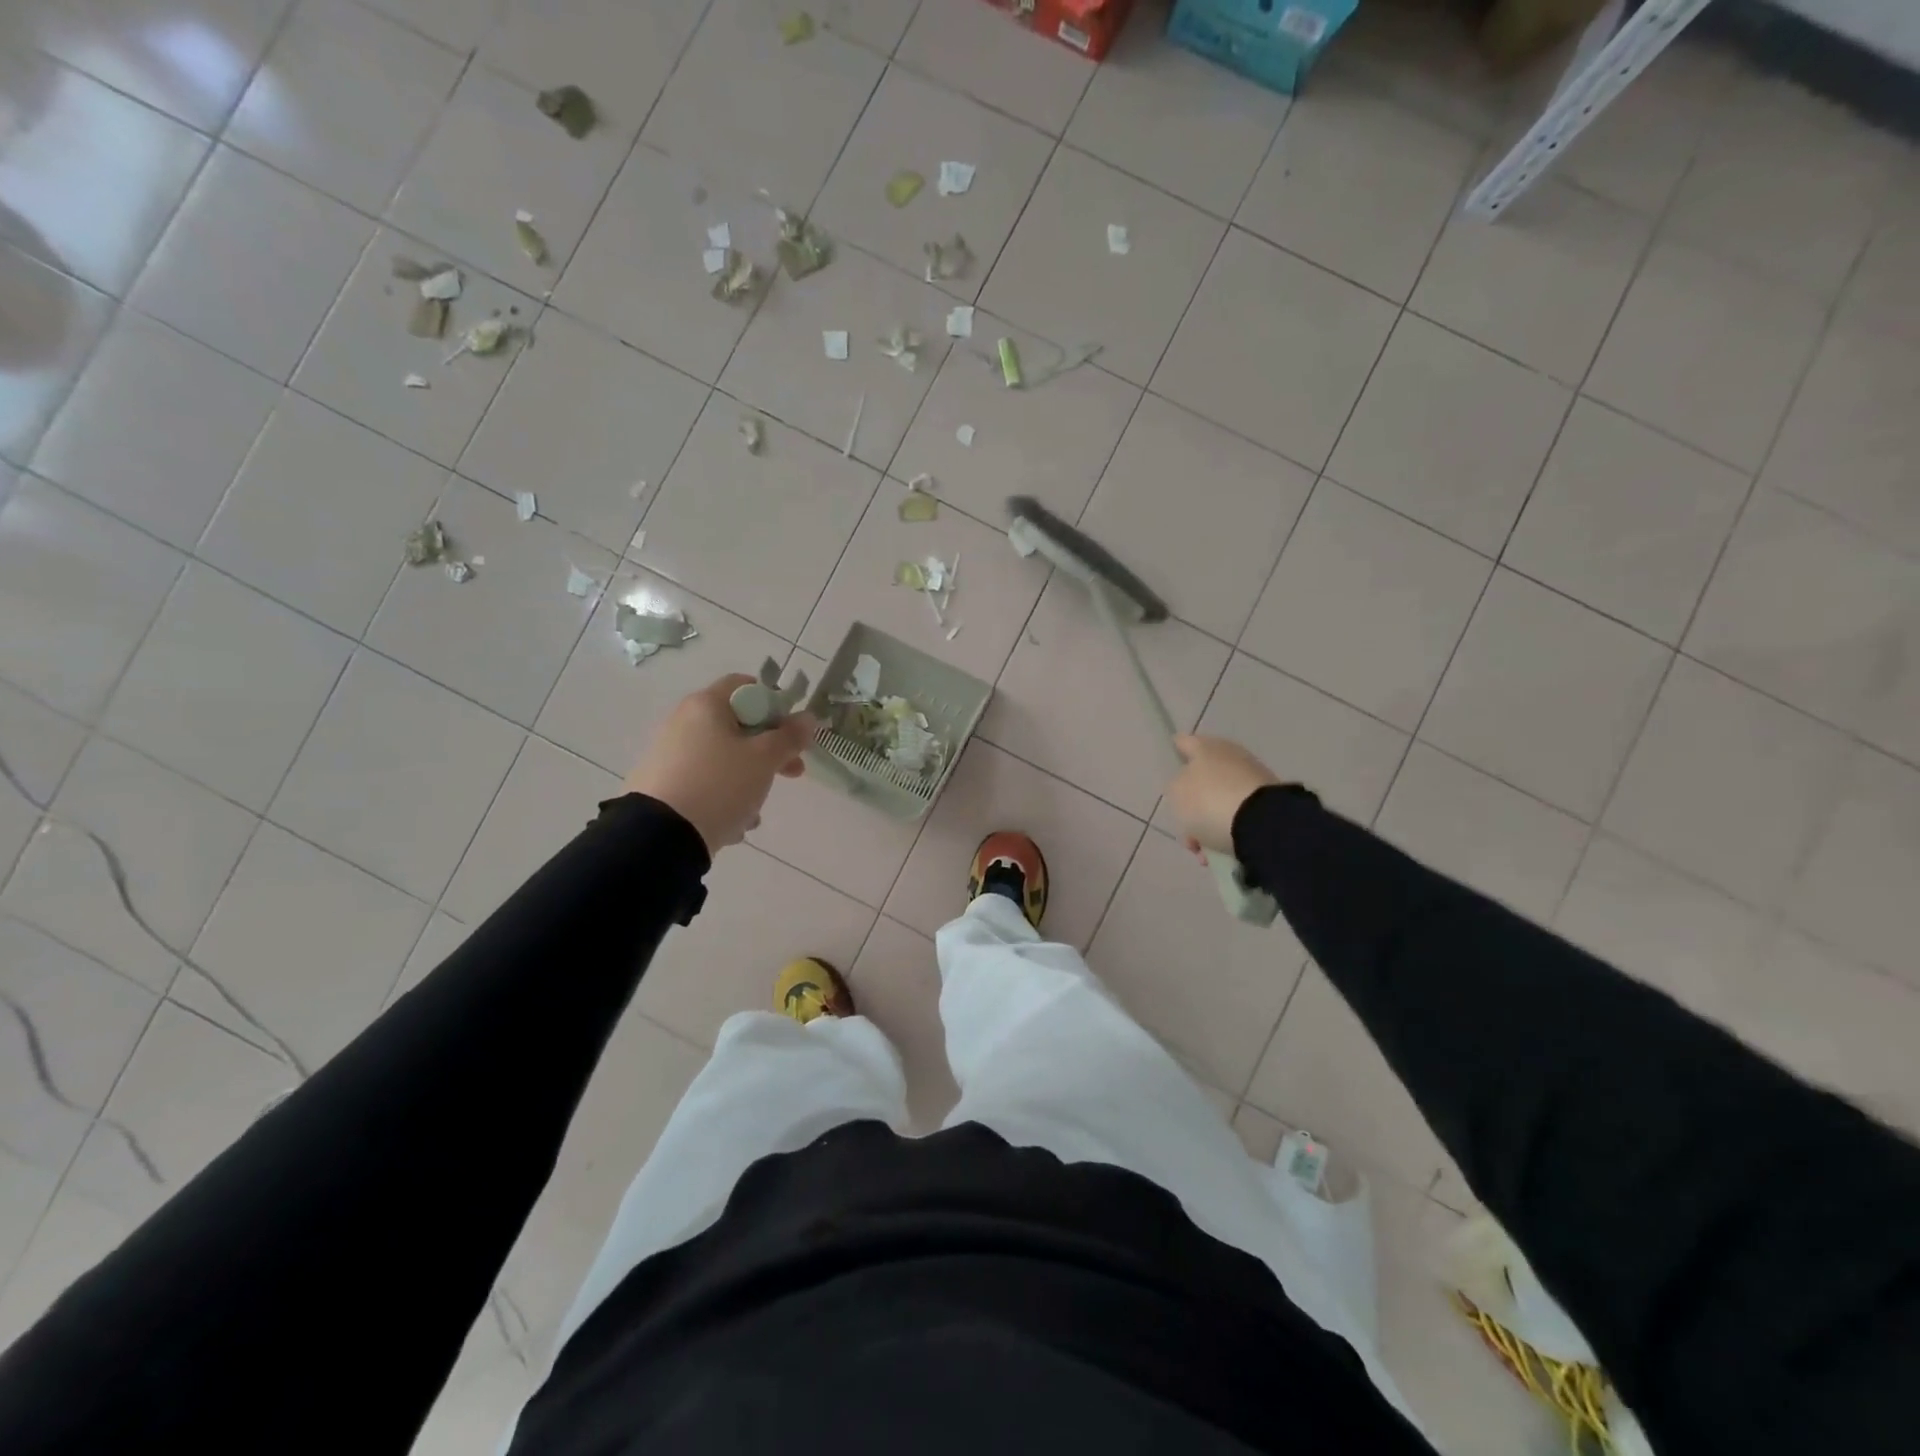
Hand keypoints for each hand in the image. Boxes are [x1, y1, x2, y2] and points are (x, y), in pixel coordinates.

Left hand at [624, 676, 816, 854]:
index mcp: (706, 705)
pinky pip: (705, 784)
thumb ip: (790, 737)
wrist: (659, 837)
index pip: (746, 686)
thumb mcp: (764, 760)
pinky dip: (724, 799)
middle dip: (770, 751)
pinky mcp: (663, 786)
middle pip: (738, 726)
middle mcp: (684, 722)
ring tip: (755, 812)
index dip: (775, 705)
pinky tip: (732, 825)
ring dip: (749, 781)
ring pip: (724, 760)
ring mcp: (670, 755)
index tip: (792, 733)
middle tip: (792, 773)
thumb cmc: (720, 785)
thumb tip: (807, 718)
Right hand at [1166, 735, 1280, 857]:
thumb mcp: (1176, 793)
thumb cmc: (1209, 802)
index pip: (1183, 743)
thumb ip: (1176, 787)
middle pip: (1203, 777)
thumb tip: (1188, 789)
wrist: (1262, 824)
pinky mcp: (1269, 802)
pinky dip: (1228, 832)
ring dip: (1210, 822)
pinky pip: (1239, 816)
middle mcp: (1230, 756)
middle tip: (1185, 827)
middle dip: (1193, 803)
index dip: (1174, 753)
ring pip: (1220, 800)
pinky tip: (1220, 853)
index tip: (1170, 768)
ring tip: (1204, 850)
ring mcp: (1252, 778)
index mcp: (1206, 747)